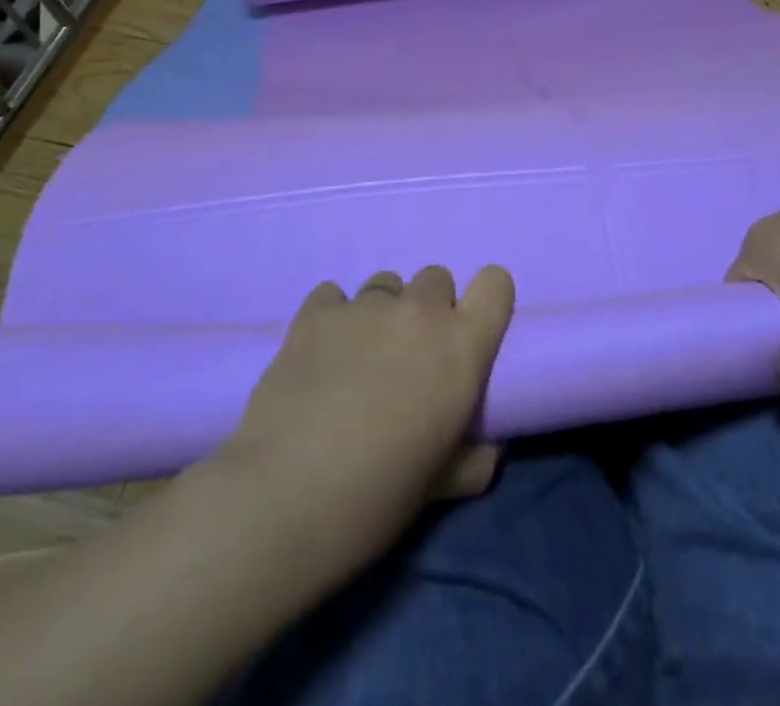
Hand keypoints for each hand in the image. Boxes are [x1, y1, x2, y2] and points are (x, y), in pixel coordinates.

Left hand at [220, 265, 515, 570]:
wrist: (283, 499)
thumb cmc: (377, 498)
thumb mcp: (442, 487)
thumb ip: (474, 458)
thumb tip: (486, 447)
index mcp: (461, 345)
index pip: (496, 282)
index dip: (486, 302)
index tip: (470, 333)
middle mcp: (418, 311)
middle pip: (437, 279)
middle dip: (430, 311)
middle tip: (410, 358)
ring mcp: (364, 306)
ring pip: (387, 284)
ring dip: (383, 313)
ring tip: (360, 358)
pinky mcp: (315, 312)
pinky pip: (334, 294)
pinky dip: (334, 316)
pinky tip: (320, 353)